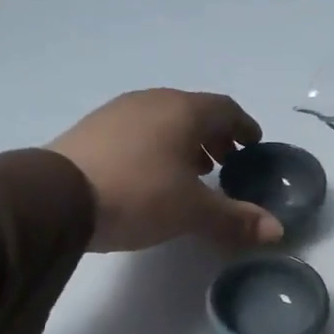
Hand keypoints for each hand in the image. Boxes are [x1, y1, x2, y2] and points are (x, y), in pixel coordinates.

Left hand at [49, 89, 282, 251]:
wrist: (56, 197)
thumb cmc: (138, 195)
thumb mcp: (192, 211)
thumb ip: (235, 218)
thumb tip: (277, 231)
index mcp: (183, 111)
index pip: (225, 108)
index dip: (243, 126)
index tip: (253, 145)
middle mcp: (152, 102)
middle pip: (193, 112)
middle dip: (214, 136)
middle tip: (226, 162)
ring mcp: (118, 112)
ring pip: (163, 121)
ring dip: (184, 142)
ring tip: (191, 172)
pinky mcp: (92, 130)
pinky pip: (137, 132)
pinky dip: (156, 148)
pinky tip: (151, 176)